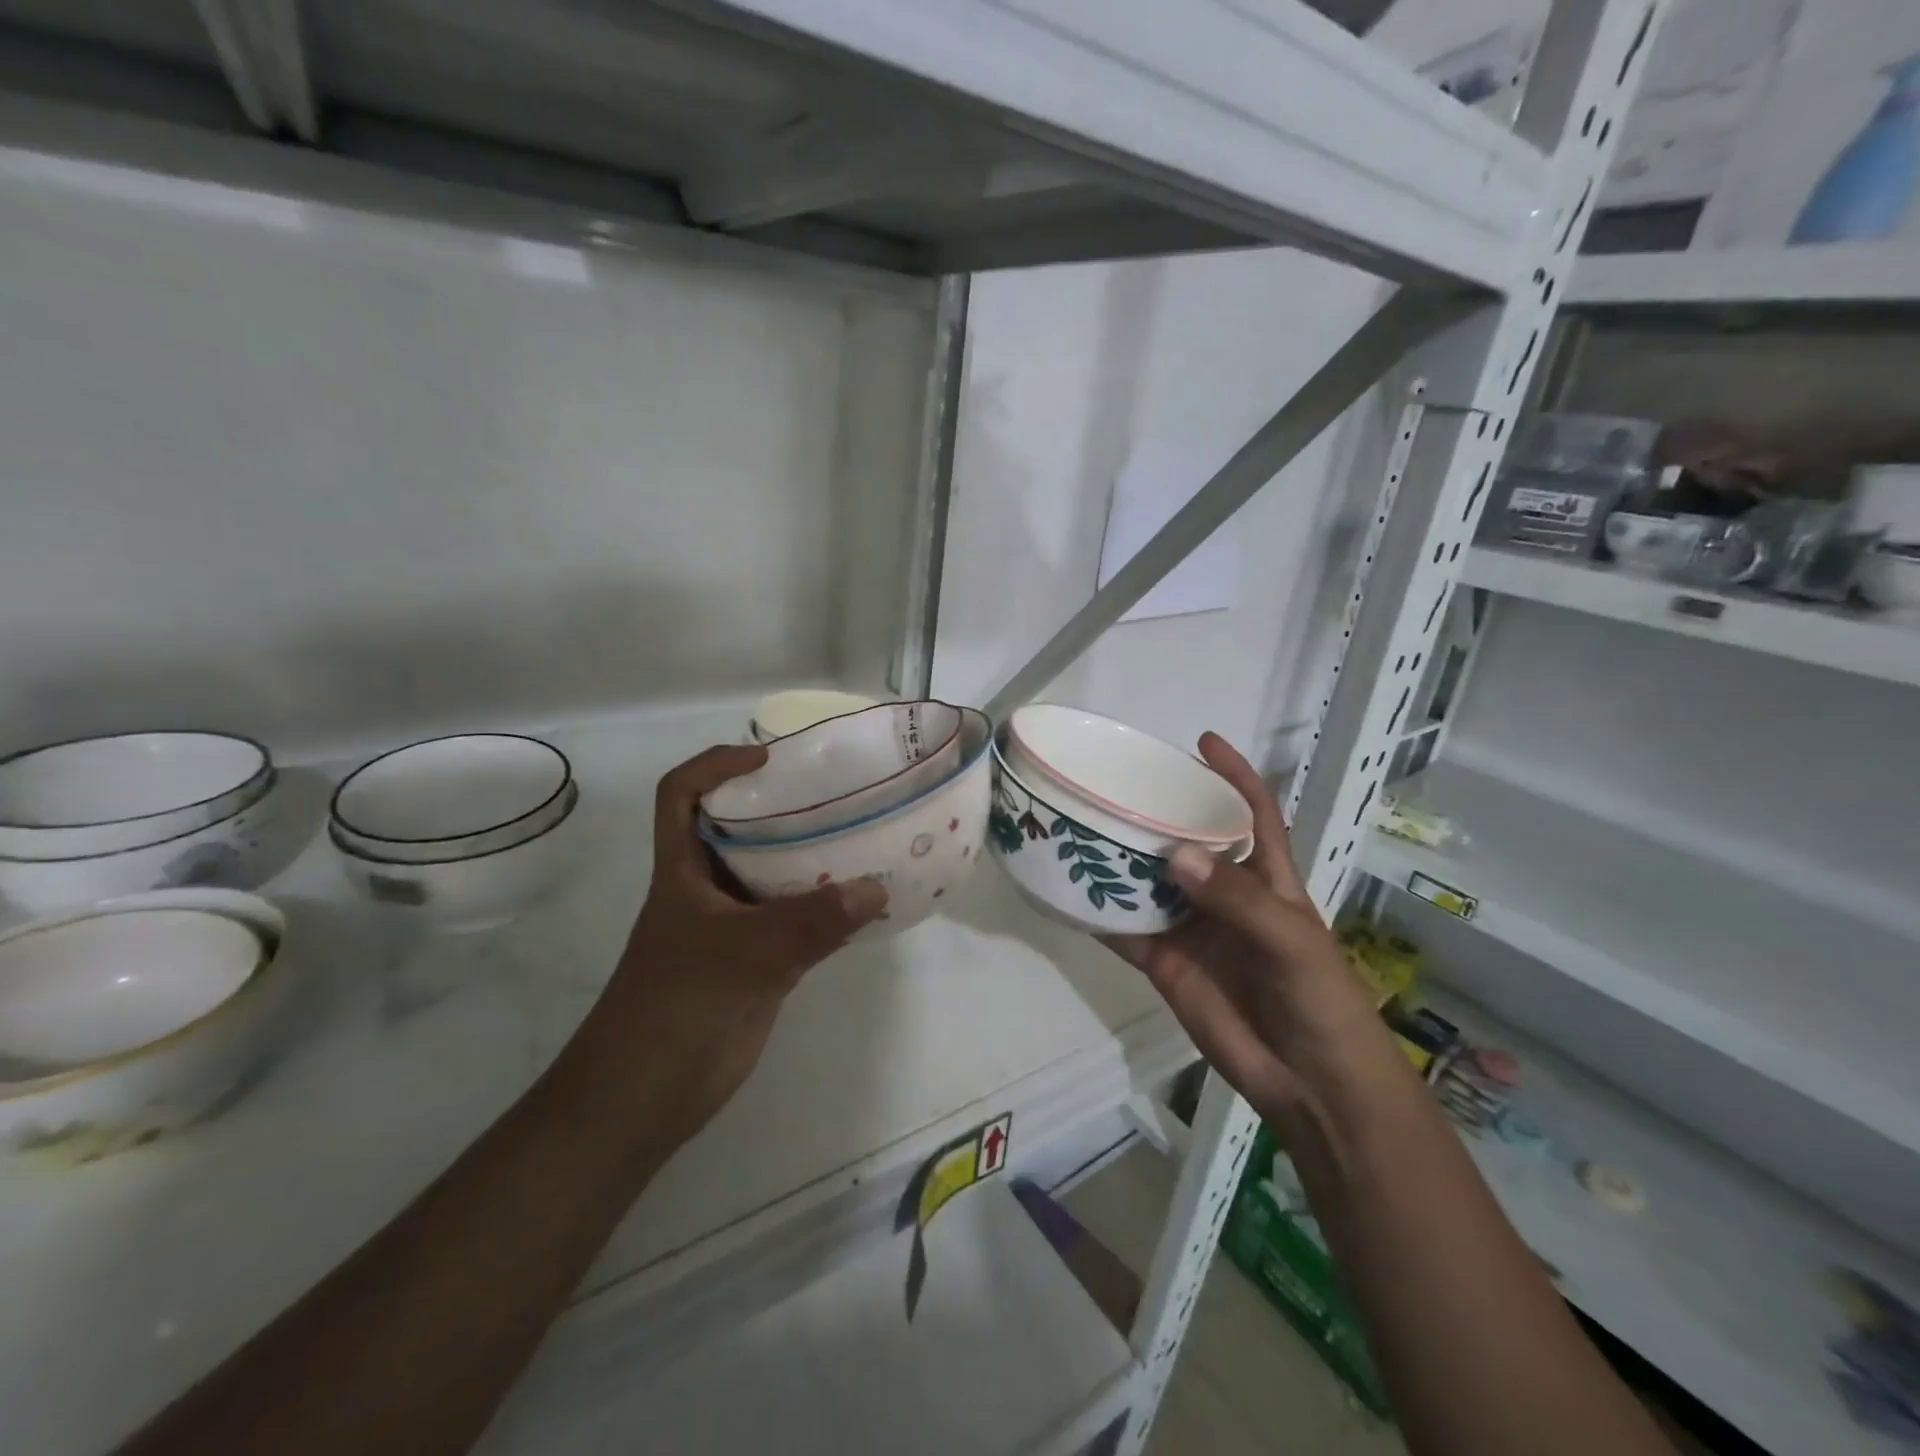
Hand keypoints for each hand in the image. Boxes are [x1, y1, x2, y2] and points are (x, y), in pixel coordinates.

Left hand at [557, 744, 887, 1156]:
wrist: (644, 1100)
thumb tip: (877, 888)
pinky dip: (823, 907)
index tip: (768, 760)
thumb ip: (812, 922)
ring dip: (810, 857)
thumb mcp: (746, 957)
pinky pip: (793, 919)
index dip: (716, 766)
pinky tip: (861, 903)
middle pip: (737, 827)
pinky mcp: (753, 962)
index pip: (681, 795)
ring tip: (862, 836)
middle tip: (837, 792)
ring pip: (771, 874)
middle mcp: (706, 887)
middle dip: (781, 805)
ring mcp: (730, 926)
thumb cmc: (677, 1010)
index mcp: (683, 869)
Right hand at [1102, 733, 1384, 1128]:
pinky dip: (1098, 912)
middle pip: (1187, 841)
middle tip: (1115, 784)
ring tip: (1079, 825)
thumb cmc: (1320, 1000)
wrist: (1310, 1084)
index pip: (1253, 814)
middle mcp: (1225, 894)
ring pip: (1149, 882)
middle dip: (1158, 813)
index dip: (1233, 776)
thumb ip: (1236, 899)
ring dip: (1119, 859)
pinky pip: (1125, 929)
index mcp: (1268, 878)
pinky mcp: (1164, 961)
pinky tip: (1067, 889)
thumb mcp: (1289, 941)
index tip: (1202, 742)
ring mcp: (1192, 927)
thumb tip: (1174, 855)